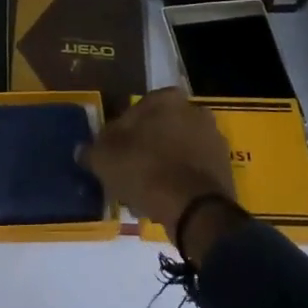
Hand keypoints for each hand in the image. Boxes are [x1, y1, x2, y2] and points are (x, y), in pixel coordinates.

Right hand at [81, 90, 235, 239]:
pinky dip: (178, 180)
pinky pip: (192, 170)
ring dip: (161, 166)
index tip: (112, 156)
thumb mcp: (105, 160)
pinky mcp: (225, 166)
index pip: (135, 111)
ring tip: (143, 194)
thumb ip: (92, 151)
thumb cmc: (145, 170)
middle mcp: (194, 109)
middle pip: (159, 130)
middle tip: (126, 174)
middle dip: (144, 149)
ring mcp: (213, 138)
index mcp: (166, 98)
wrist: (194, 209)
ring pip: (176, 150)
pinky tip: (163, 201)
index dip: (120, 135)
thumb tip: (82, 150)